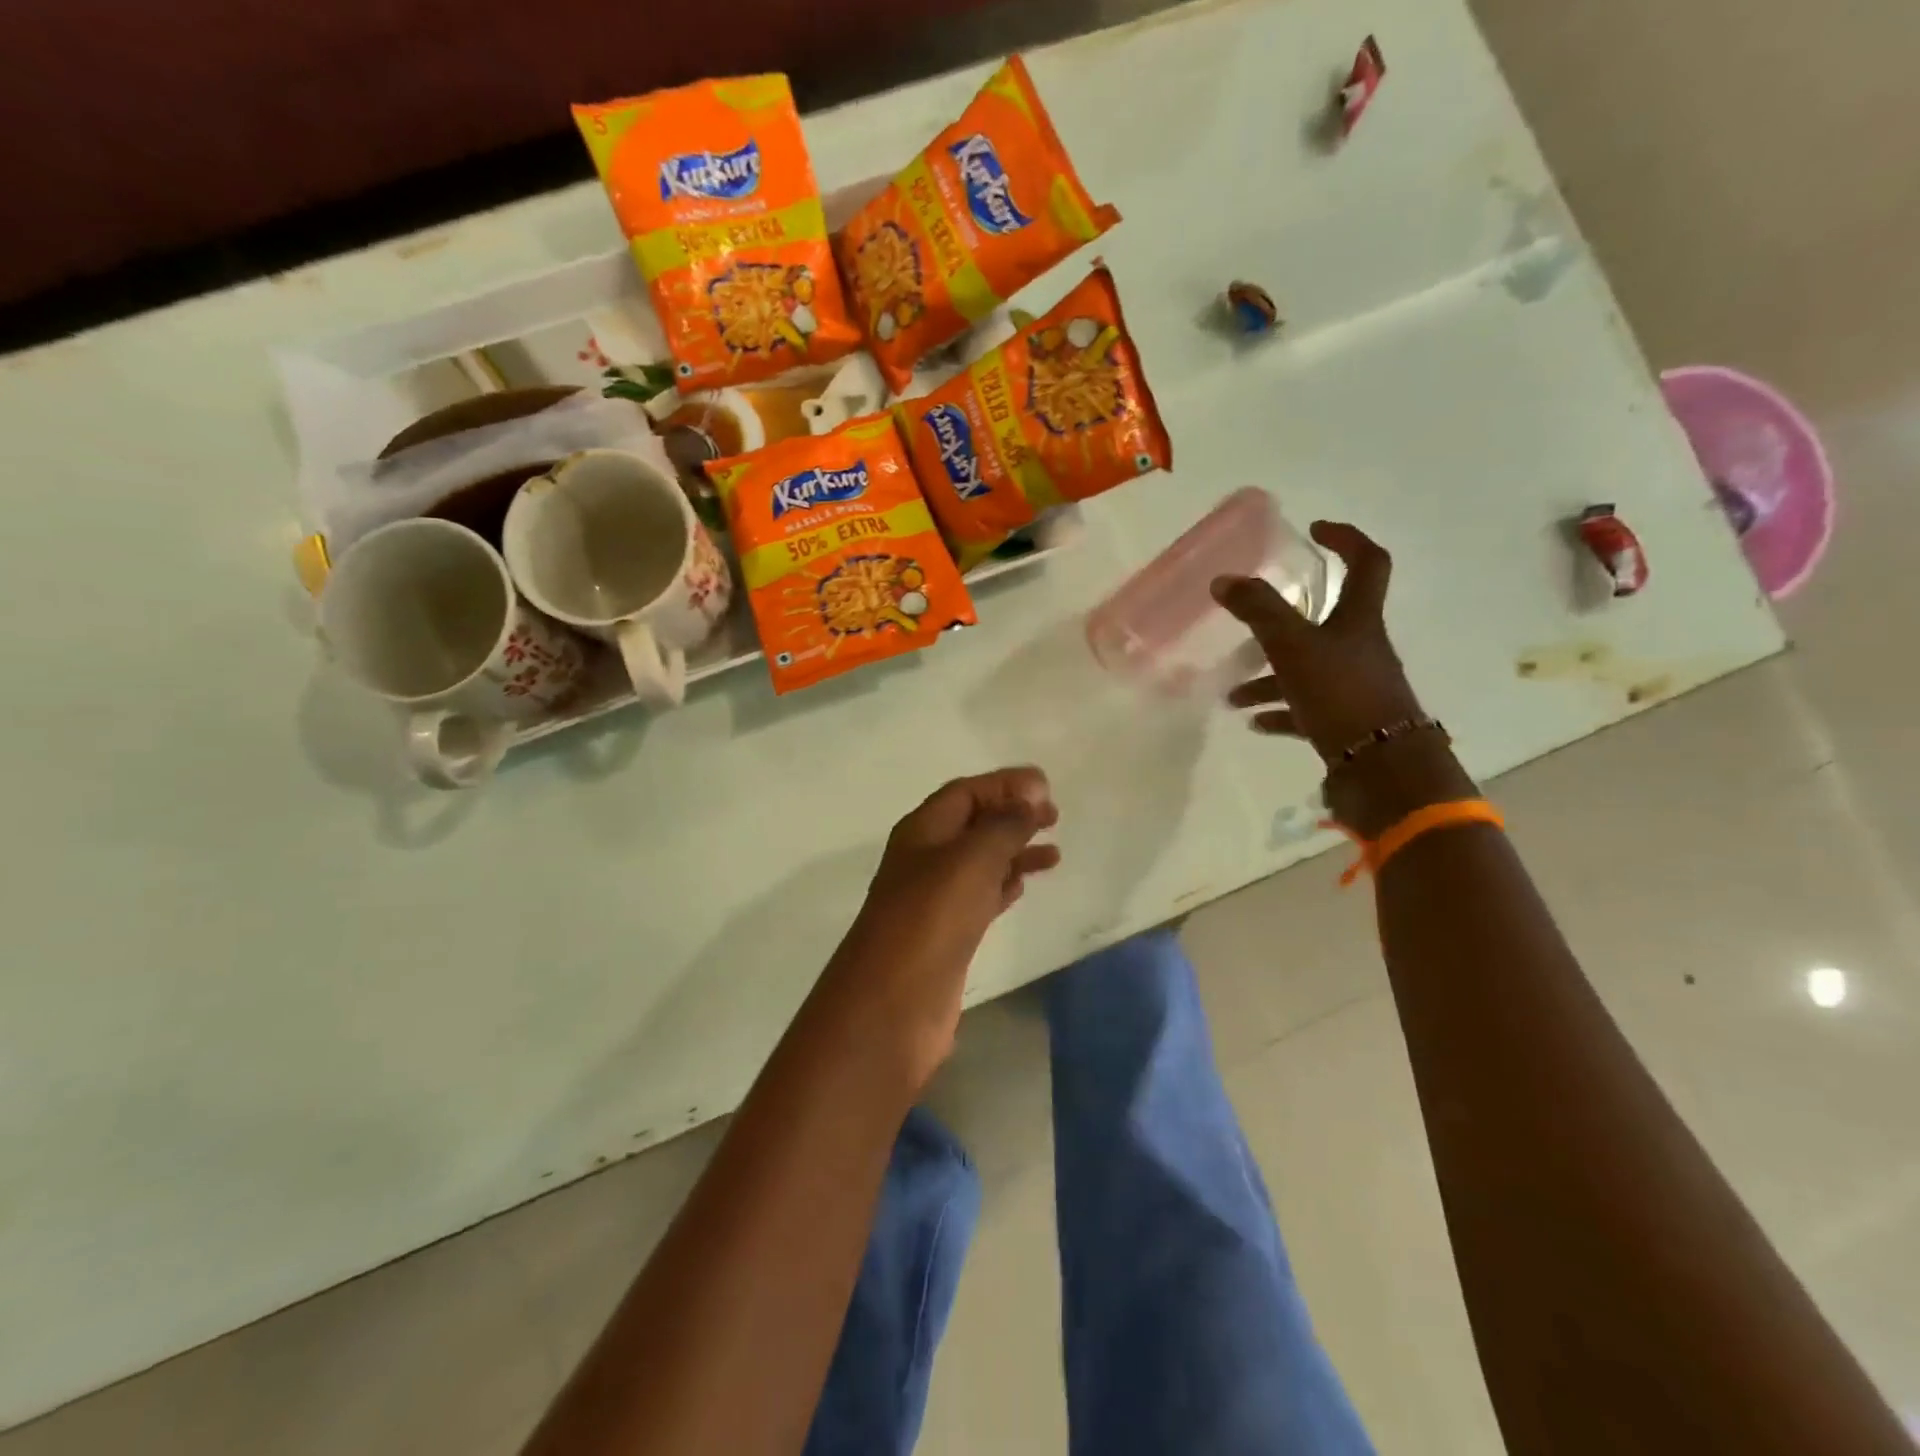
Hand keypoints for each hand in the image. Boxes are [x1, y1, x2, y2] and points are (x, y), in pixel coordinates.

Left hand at [818, 767, 1060, 1093]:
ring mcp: (935, 898)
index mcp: (923, 830)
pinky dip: (1005, 884)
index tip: (1047, 786)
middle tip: (1055, 816)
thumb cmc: (931, 918)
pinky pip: (981, 895)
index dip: (1005, 784)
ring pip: (980, 861)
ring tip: (1054, 852)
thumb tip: (1032, 795)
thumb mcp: (972, 859)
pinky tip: (1025, 884)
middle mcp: (926, 858)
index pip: (966, 791)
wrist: (894, 1003)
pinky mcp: (948, 933)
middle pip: (973, 823)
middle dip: (1012, 814)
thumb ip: (1005, 824)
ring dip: (1014, 850)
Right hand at [1213, 521, 1422, 765]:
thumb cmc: (1340, 693)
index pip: (1366, 563)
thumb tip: (1223, 580)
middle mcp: (1361, 649)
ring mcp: (1354, 688)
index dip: (1345, 540)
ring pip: (1307, 671)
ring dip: (1270, 679)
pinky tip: (1254, 722)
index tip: (1314, 531)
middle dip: (1282, 624)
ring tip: (1234, 695)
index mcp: (1358, 620)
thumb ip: (1258, 610)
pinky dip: (1280, 712)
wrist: (1381, 766)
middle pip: (1325, 623)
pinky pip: (1307, 710)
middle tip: (1249, 628)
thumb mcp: (1292, 645)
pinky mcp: (1346, 723)